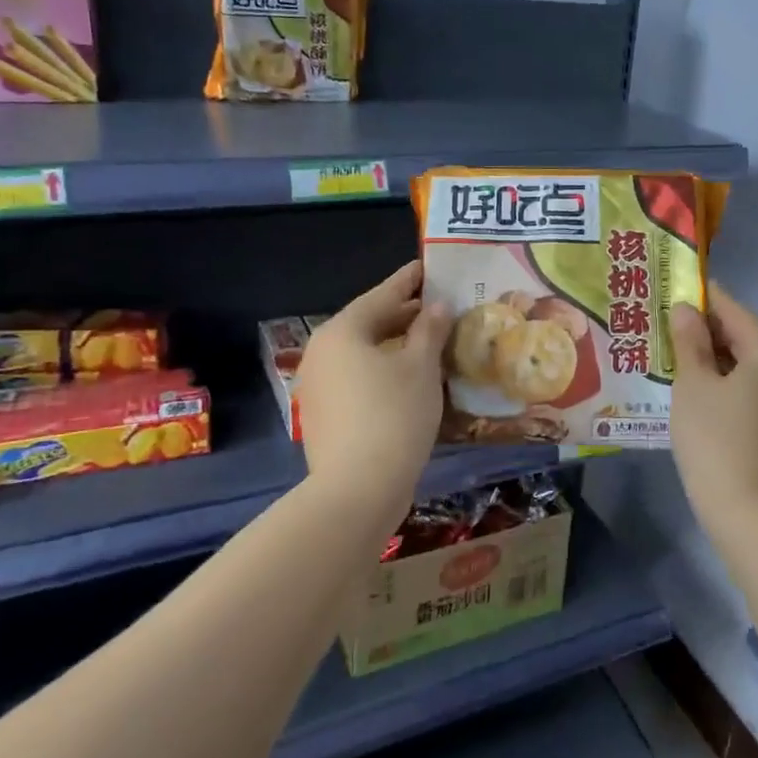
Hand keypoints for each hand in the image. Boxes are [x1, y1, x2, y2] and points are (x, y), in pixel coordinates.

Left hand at [297, 261, 451, 529]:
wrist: (357, 490)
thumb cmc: (394, 415)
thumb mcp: (420, 367)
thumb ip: (430, 330)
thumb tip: (437, 306)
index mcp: (342, 332)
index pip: (382, 295)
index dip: (409, 281)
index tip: (429, 267)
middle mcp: (322, 352)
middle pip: (369, 323)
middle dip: (405, 314)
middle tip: (438, 306)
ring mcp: (319, 385)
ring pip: (364, 353)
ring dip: (396, 344)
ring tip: (430, 340)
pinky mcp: (325, 414)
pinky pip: (358, 377)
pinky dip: (384, 369)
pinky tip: (410, 377)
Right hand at [668, 282, 757, 532]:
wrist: (749, 513)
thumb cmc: (715, 440)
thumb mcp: (693, 385)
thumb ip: (690, 341)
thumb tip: (687, 309)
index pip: (736, 312)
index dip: (706, 300)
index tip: (681, 290)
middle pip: (751, 338)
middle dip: (714, 332)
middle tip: (676, 329)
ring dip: (726, 360)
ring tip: (689, 360)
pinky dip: (740, 384)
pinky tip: (713, 394)